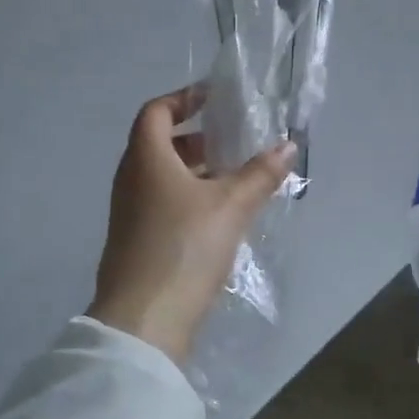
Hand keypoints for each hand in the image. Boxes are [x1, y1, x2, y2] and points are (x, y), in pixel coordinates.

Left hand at [87, 86, 296, 363]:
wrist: (144, 320)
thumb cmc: (184, 247)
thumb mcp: (230, 206)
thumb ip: (259, 174)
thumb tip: (288, 146)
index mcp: (145, 159)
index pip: (156, 111)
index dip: (184, 98)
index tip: (215, 99)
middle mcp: (131, 179)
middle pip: (160, 143)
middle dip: (198, 138)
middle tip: (234, 142)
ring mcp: (131, 212)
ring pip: (164, 176)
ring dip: (197, 171)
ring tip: (237, 179)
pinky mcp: (138, 240)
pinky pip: (164, 203)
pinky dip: (190, 197)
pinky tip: (221, 216)